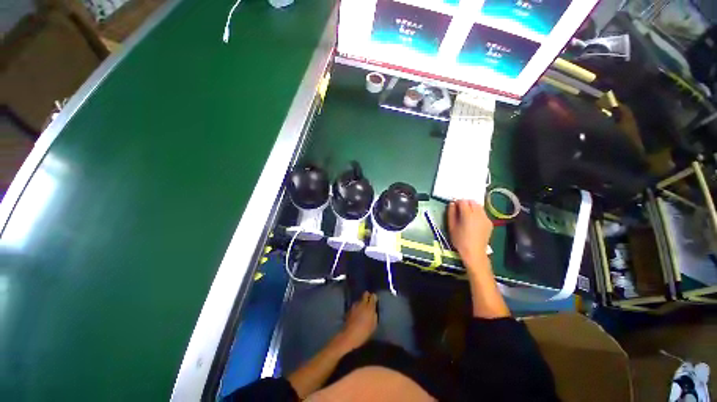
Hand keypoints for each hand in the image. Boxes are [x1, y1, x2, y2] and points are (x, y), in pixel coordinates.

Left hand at [334, 292, 377, 353]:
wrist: (349, 336)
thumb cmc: (363, 332)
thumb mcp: (373, 325)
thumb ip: (374, 315)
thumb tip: (374, 311)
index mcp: (369, 307)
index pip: (373, 296)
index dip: (374, 297)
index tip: (375, 301)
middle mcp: (362, 303)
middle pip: (365, 294)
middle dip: (368, 296)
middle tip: (369, 302)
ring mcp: (355, 305)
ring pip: (360, 300)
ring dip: (362, 303)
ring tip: (363, 310)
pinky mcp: (350, 309)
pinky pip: (355, 305)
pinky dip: (357, 307)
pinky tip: (357, 314)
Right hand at [447, 200, 492, 267]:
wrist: (474, 252)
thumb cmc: (460, 240)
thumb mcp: (451, 227)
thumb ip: (451, 213)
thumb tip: (451, 203)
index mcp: (468, 215)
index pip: (463, 201)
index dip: (457, 202)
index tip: (453, 207)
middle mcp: (479, 214)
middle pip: (472, 201)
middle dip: (465, 203)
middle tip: (460, 211)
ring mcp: (486, 218)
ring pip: (479, 206)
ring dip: (472, 207)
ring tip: (467, 216)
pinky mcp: (489, 223)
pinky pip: (483, 213)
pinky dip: (477, 213)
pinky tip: (473, 222)